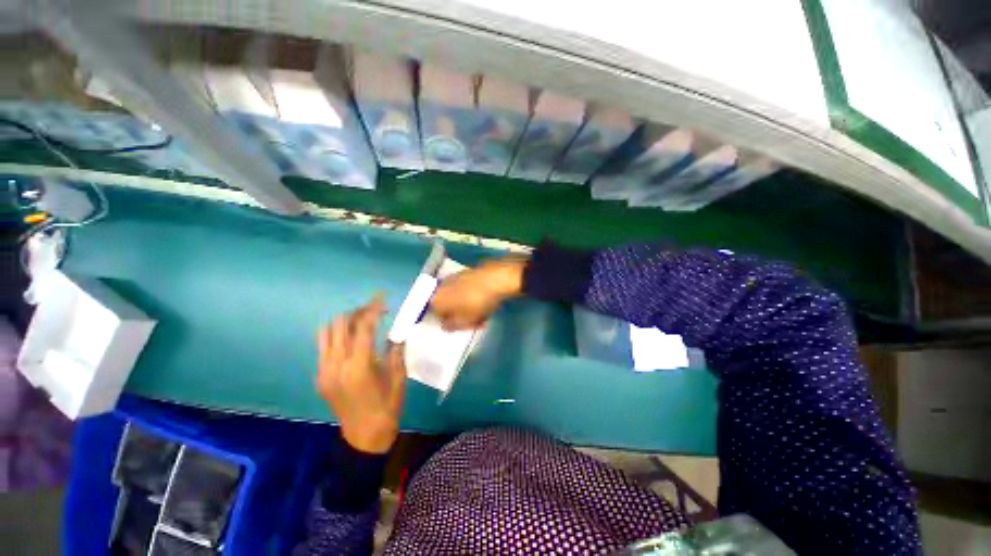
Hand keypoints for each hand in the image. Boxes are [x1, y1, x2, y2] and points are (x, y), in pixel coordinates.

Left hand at [317, 296, 405, 453]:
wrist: (364, 436)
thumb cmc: (387, 406)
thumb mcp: (398, 376)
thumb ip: (395, 350)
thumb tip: (396, 331)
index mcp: (359, 366)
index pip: (364, 326)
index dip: (373, 308)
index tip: (382, 297)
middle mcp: (336, 364)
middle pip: (341, 324)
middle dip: (358, 311)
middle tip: (375, 310)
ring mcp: (324, 371)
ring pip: (327, 333)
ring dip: (345, 322)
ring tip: (362, 322)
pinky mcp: (320, 376)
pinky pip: (324, 347)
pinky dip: (338, 336)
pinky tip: (353, 341)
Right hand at [430, 258, 526, 329]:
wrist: (497, 278)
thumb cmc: (478, 302)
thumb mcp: (465, 321)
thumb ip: (452, 326)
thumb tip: (445, 326)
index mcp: (436, 299)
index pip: (436, 316)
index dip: (449, 323)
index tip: (463, 327)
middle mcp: (441, 286)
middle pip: (447, 305)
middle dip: (460, 315)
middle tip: (475, 322)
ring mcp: (454, 277)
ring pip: (458, 297)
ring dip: (468, 306)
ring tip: (484, 313)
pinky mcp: (467, 272)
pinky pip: (466, 289)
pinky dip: (473, 296)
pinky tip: (486, 301)